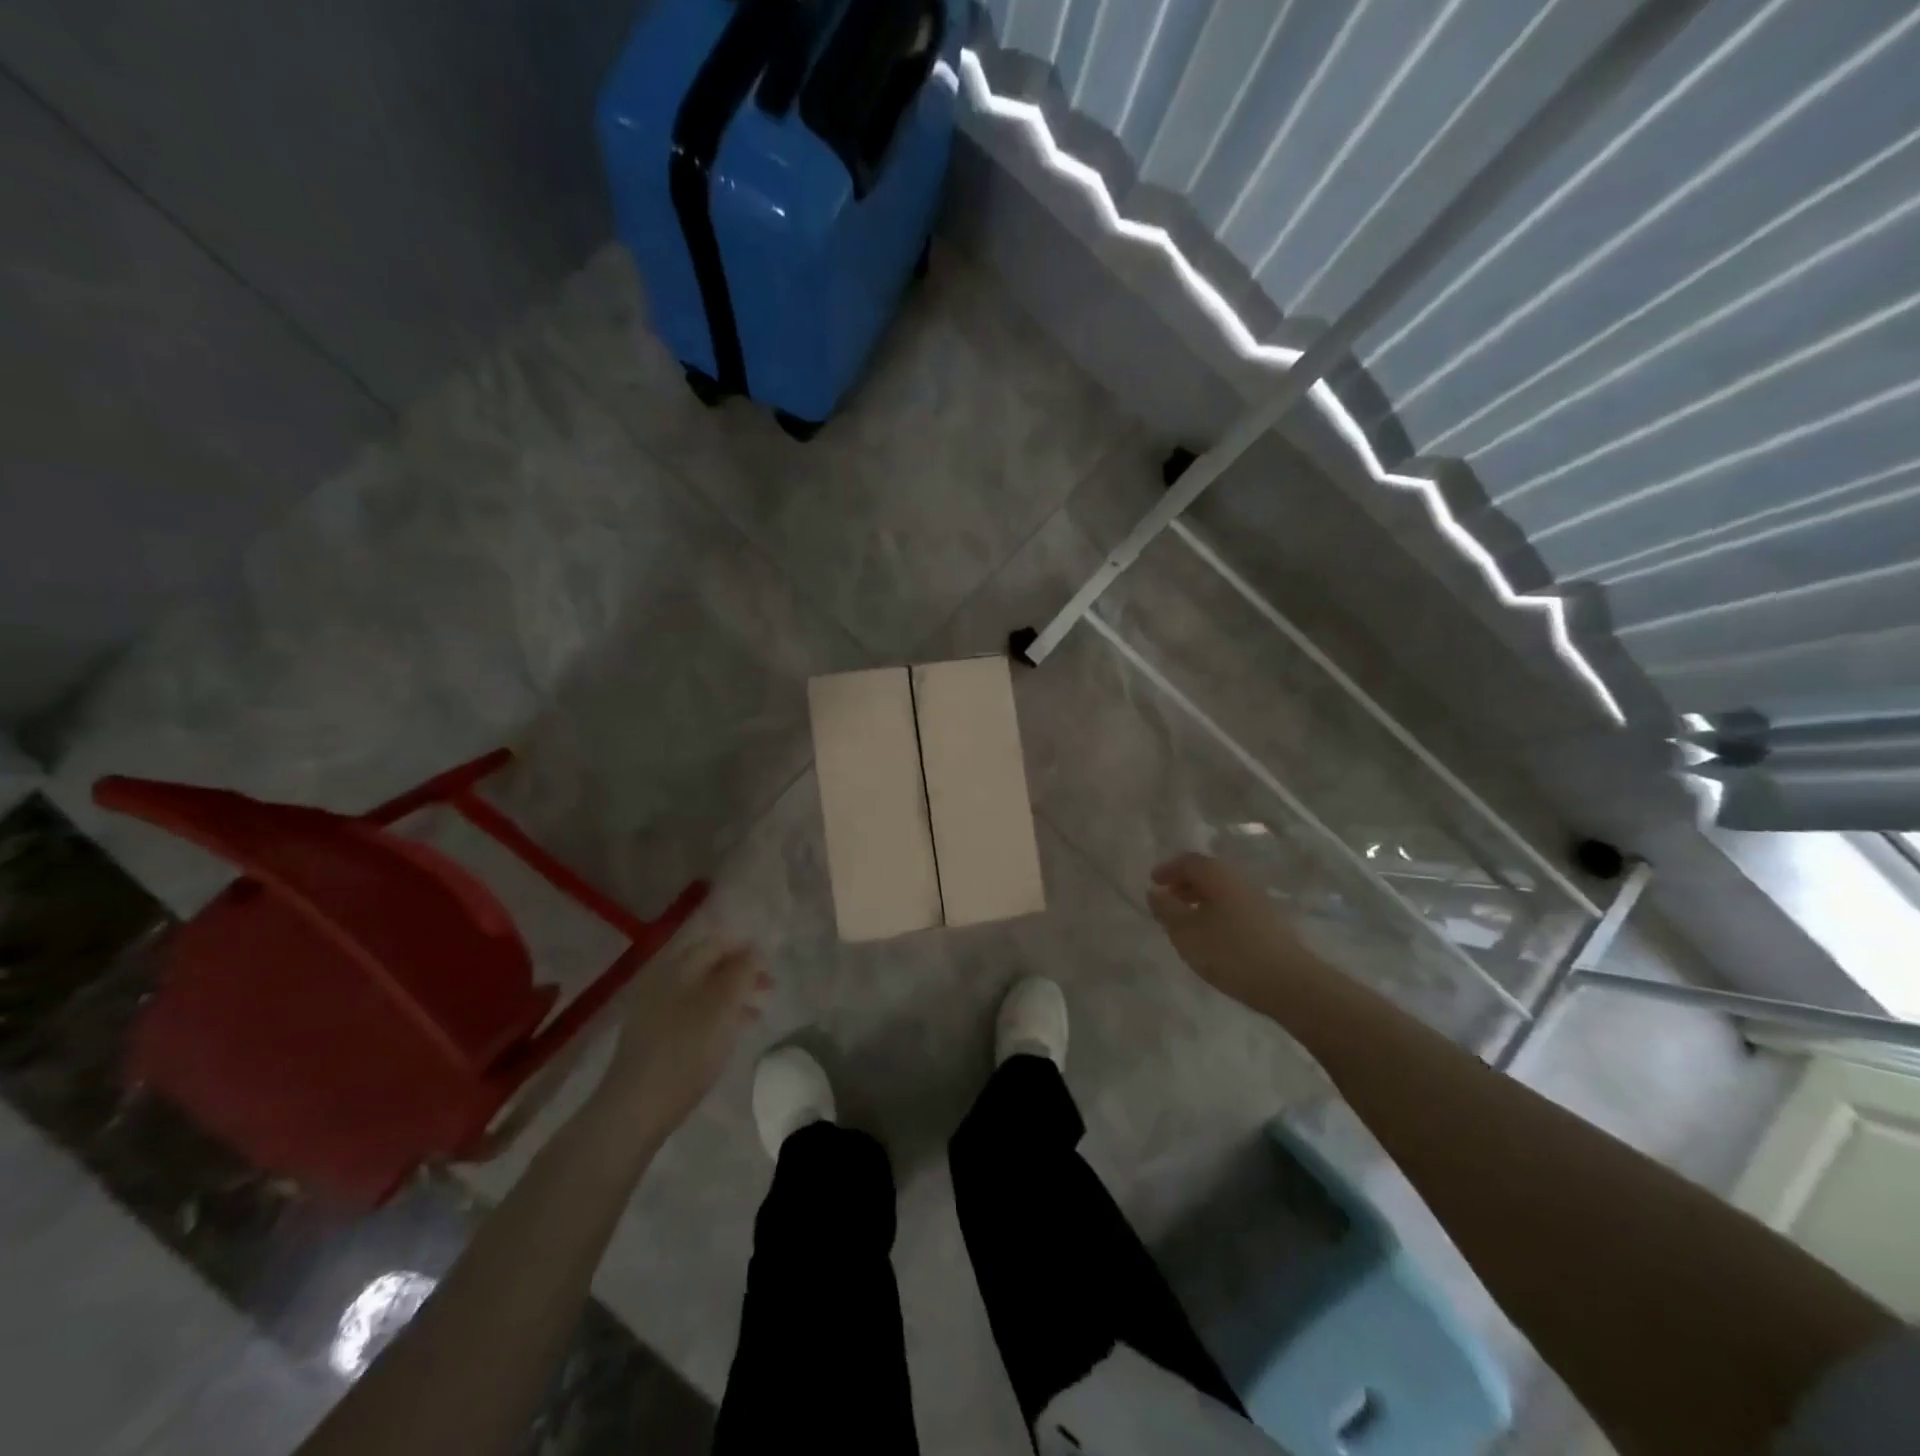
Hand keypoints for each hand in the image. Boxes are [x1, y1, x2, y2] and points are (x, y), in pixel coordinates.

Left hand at [589, 936, 768, 1146]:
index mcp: (678, 968)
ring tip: (756, 1013)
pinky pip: (689, 1013)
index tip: (770, 966)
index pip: (716, 943)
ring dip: (730, 995)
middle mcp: (663, 982)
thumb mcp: (723, 1006)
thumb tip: (755, 950)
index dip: (745, 949)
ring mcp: (653, 1010)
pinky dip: (713, 1015)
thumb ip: (742, 972)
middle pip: (707, 965)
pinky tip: (728, 1034)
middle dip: (739, 973)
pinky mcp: (652, 1037)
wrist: (635, 1109)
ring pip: (700, 991)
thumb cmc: (686, 1050)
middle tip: (768, 987)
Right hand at [1146, 853, 1321, 1009]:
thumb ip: (1166, 910)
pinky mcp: (1269, 920)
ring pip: (1221, 890)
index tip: (1153, 883)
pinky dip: (1216, 911)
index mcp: (1218, 875)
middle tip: (1167, 901)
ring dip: (1200, 899)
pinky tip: (1212, 935)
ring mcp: (1257, 899)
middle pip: (1207, 872)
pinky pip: (1233, 905)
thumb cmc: (1230, 952)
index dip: (1167, 869)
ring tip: (1186, 921)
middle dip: (1183, 883)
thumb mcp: (1186, 932)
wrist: (1289, 982)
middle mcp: (1239, 879)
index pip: (1188, 861)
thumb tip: (1155, 892)